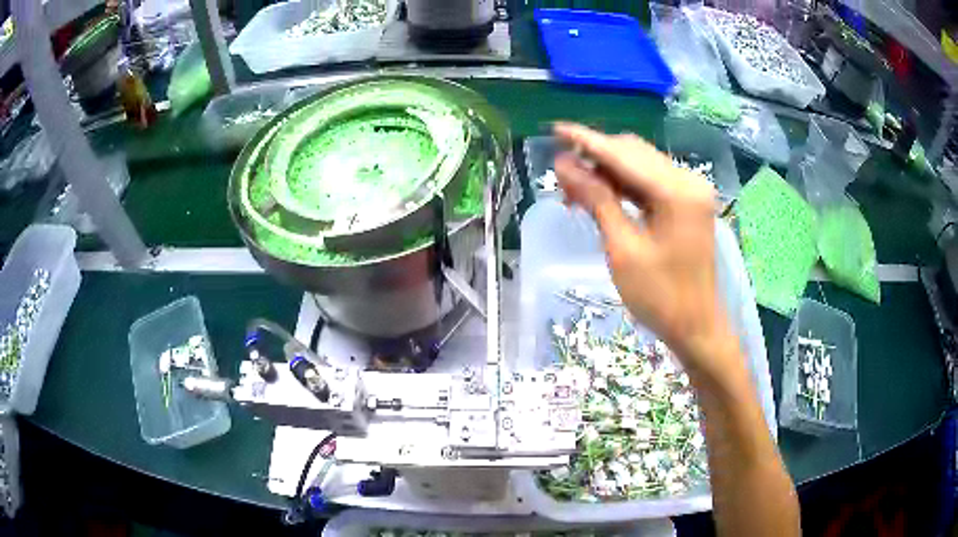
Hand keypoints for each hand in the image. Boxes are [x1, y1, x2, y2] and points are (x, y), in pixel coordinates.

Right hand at [553, 123, 736, 376]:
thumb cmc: (659, 297)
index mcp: (677, 191)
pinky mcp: (688, 202)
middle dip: (596, 158)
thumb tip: (564, 164)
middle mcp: (688, 180)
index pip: (623, 155)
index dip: (586, 141)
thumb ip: (596, 200)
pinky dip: (625, 184)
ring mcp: (691, 190)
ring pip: (641, 165)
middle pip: (634, 153)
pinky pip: (651, 181)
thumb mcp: (623, 249)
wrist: (697, 326)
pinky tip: (602, 196)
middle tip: (561, 177)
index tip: (555, 129)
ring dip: (608, 172)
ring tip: (575, 190)